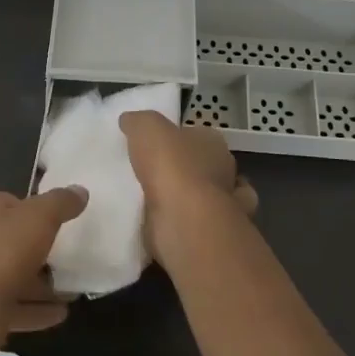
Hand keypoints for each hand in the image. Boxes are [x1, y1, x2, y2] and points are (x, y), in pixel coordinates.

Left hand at [0, 185, 88, 343]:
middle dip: (22, 244)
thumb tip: (79, 191)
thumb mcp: (39, 217)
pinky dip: (34, 310)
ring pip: (3, 275)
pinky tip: (61, 312)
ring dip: (33, 282)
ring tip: (66, 285)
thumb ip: (59, 203)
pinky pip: (10, 307)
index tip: (14, 206)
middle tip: (53, 247)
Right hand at [118, 111, 257, 260]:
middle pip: (204, 167)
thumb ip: (138, 122)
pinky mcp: (209, 235)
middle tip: (153, 173)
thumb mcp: (146, 127)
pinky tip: (159, 223)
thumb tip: (129, 121)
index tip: (158, 145)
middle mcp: (224, 173)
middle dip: (186, 170)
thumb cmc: (170, 166)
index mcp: (214, 143)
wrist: (183, 220)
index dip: (179, 139)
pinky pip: (193, 225)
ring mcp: (222, 207)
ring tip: (153, 201)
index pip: (199, 136)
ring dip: (186, 199)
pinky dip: (181, 223)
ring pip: (205, 198)